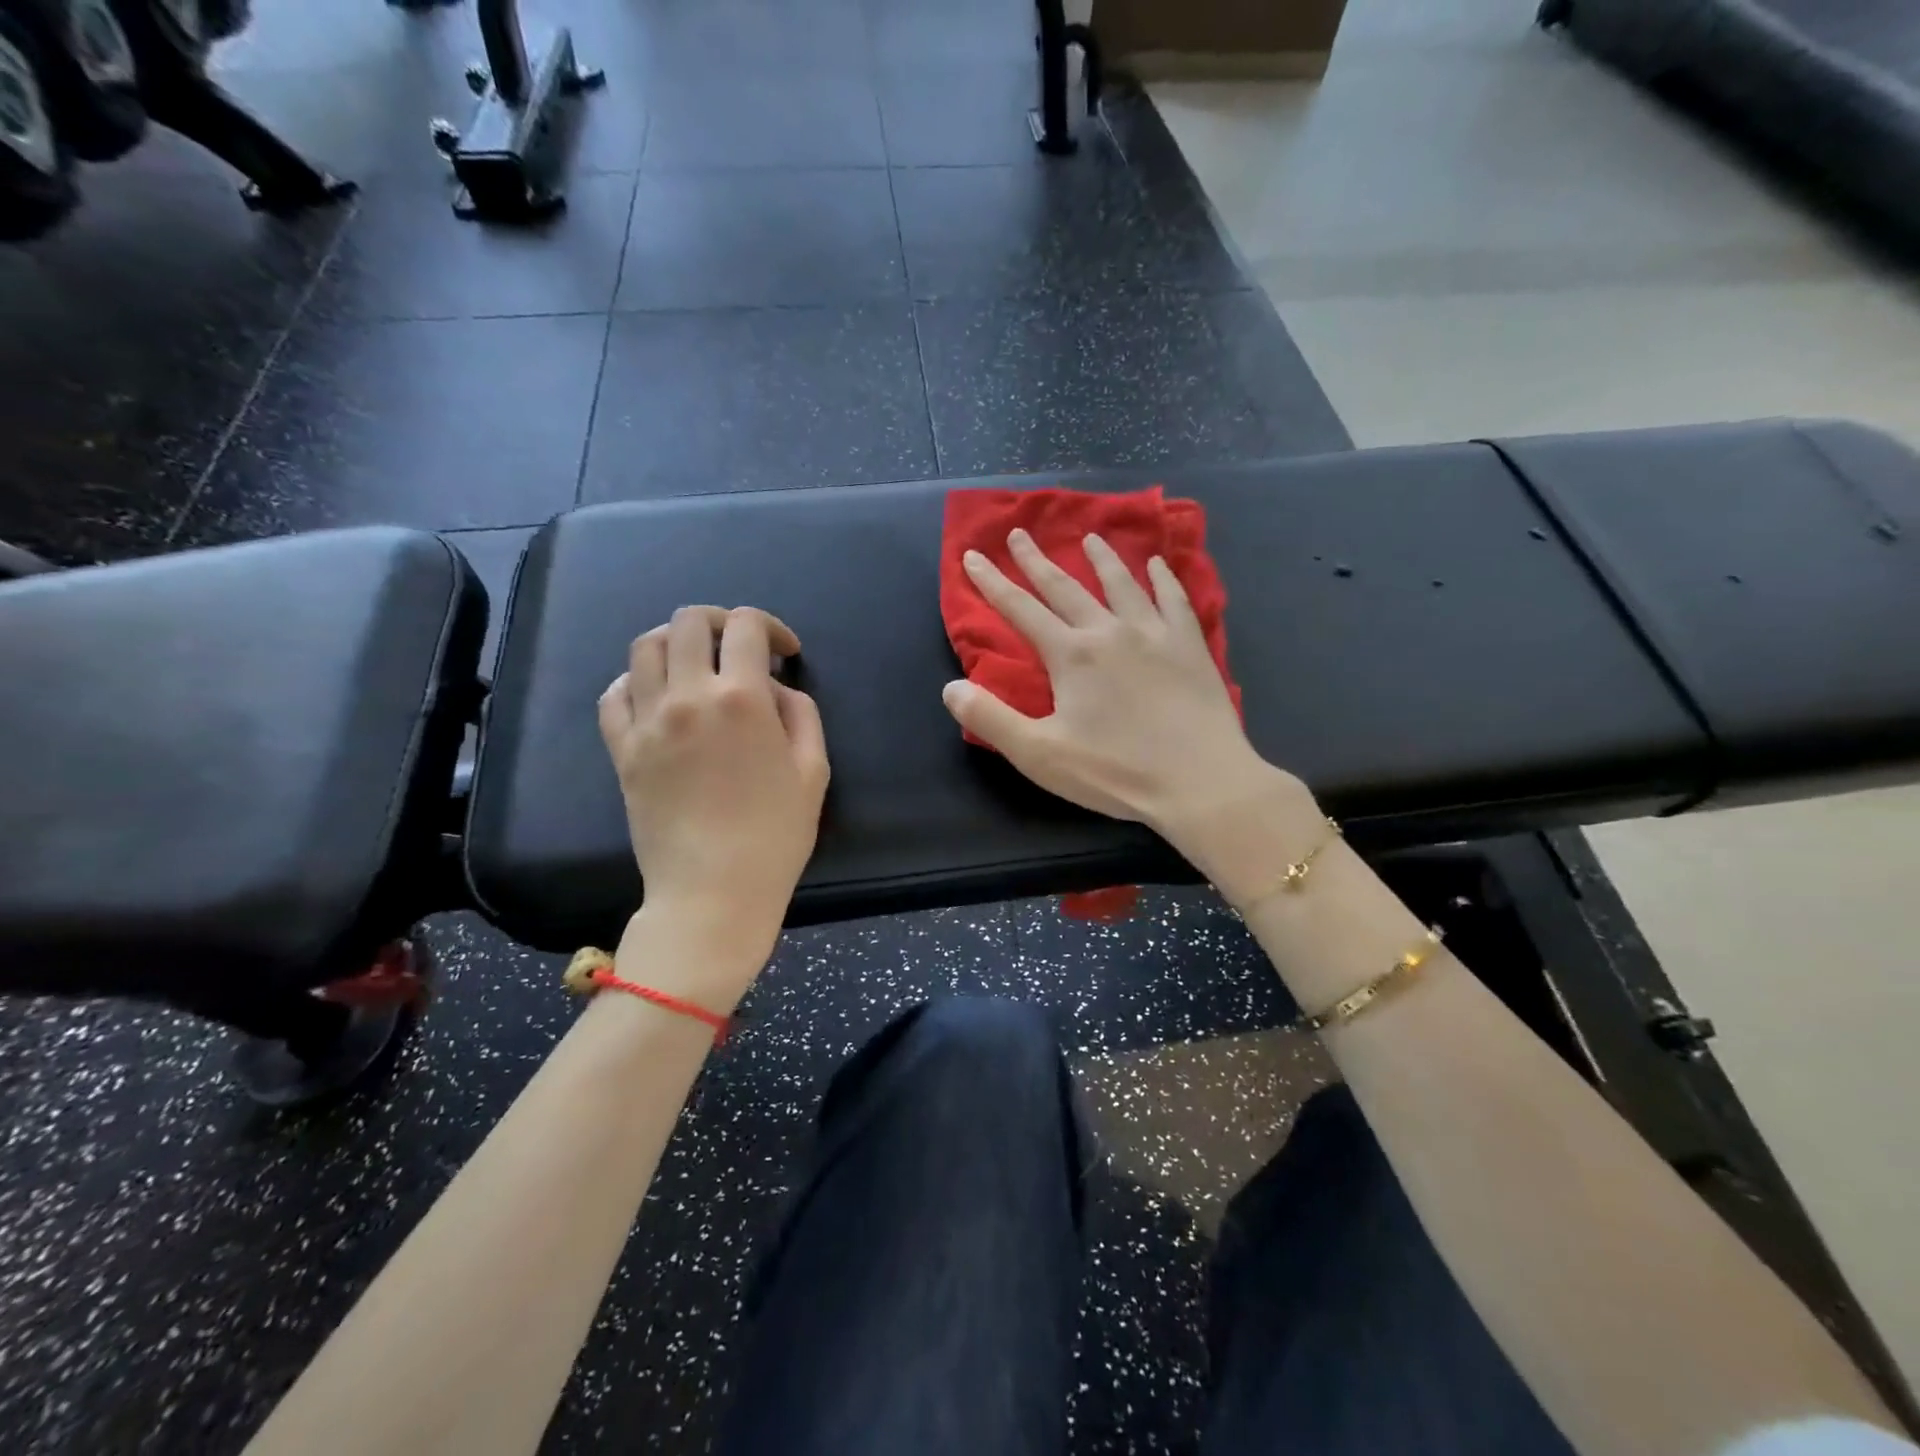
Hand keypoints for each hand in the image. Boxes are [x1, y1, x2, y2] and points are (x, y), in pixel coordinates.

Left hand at [599, 607, 829, 988]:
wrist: (713, 891)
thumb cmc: (776, 835)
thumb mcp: (814, 770)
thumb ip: (801, 713)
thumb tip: (774, 689)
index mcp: (742, 698)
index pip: (746, 626)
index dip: (770, 627)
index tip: (784, 652)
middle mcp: (688, 696)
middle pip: (688, 622)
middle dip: (720, 622)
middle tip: (739, 648)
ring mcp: (647, 722)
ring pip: (645, 648)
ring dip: (675, 643)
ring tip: (696, 665)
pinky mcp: (621, 750)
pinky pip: (613, 695)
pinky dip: (634, 681)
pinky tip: (656, 696)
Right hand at [943, 530, 1314, 888]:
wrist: (1200, 781)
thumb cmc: (1116, 772)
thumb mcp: (1040, 754)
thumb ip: (990, 719)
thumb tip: (951, 687)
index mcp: (1071, 655)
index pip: (1021, 609)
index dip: (992, 583)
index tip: (973, 555)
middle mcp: (1109, 632)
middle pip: (1065, 587)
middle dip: (1037, 560)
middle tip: (1019, 533)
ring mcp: (1154, 634)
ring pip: (1122, 584)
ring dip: (1101, 559)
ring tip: (1089, 537)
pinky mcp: (1190, 647)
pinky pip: (1175, 600)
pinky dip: (1164, 578)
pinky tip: (1159, 565)